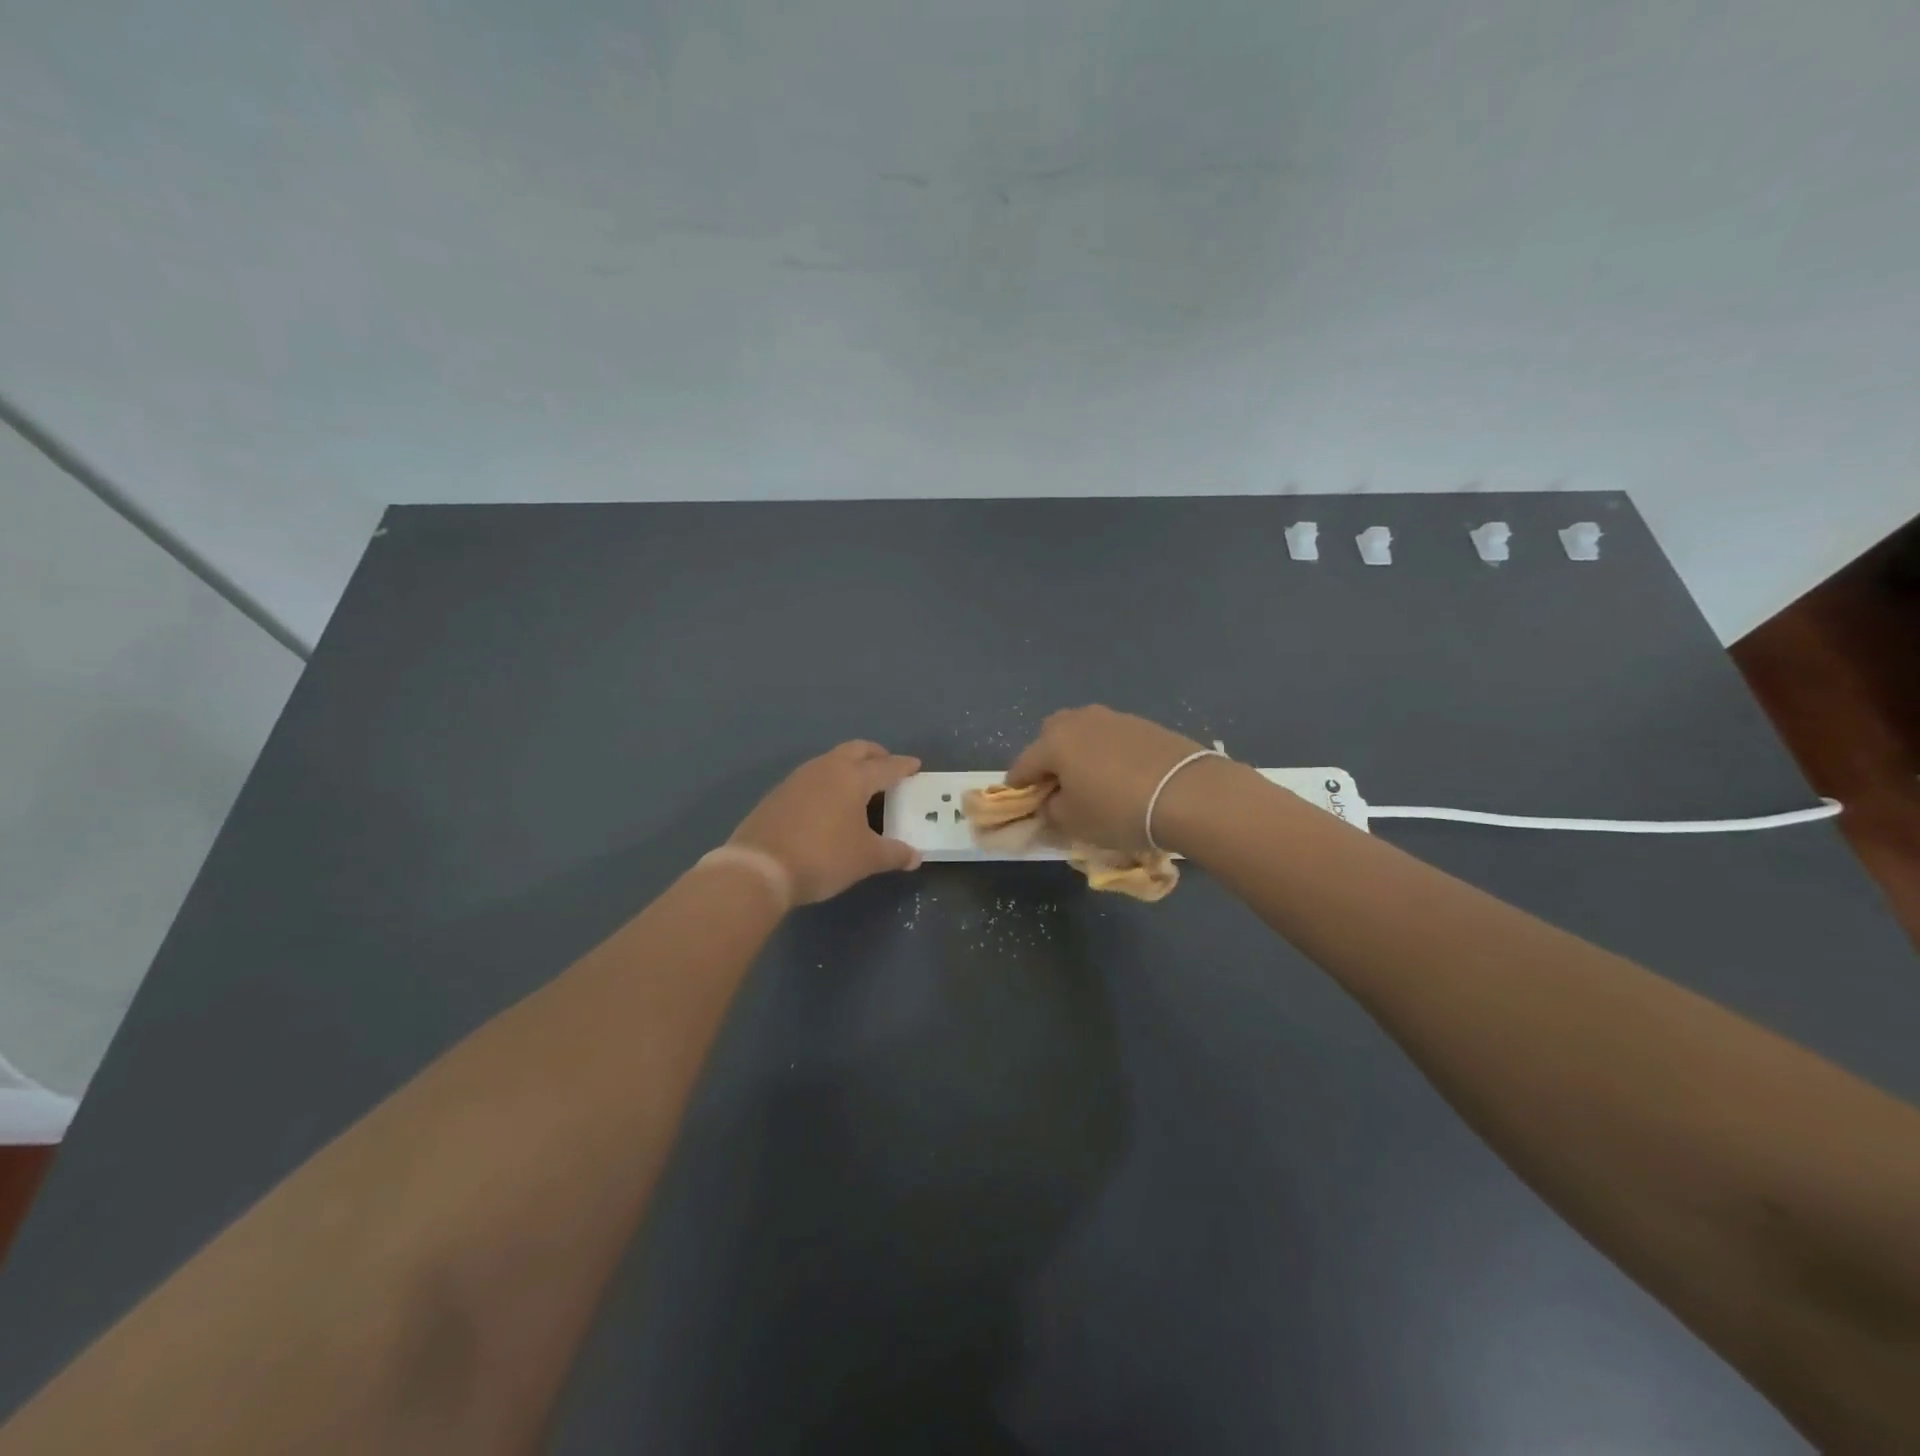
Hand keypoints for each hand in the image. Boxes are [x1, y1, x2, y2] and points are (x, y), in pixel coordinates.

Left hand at [730, 742, 922, 904]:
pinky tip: (829, 804)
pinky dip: (828, 783)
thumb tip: (915, 857)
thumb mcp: (866, 859)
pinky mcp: (778, 794)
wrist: (759, 868)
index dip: (903, 766)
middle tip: (887, 767)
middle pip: (856, 750)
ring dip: (848, 766)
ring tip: (859, 786)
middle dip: (875, 755)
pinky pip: (812, 778)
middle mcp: (826, 769)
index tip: (915, 765)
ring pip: (830, 761)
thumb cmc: (823, 857)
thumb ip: (893, 854)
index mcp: (852, 777)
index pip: (886, 766)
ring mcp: (797, 779)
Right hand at [1007, 706, 1213, 853]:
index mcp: (1054, 741)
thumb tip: (1050, 802)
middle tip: (1057, 786)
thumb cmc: (1117, 810)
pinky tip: (1121, 775)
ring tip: (1092, 780)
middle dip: (1048, 758)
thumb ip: (1051, 810)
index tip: (1018, 799)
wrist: (1188, 793)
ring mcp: (1114, 718)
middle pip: (1051, 736)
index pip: (1023, 764)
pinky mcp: (1144, 724)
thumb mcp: (1073, 822)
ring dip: (1080, 753)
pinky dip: (1108, 753)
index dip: (1017, 785)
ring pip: (1084, 732)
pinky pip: (1113, 738)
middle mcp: (1080, 721)